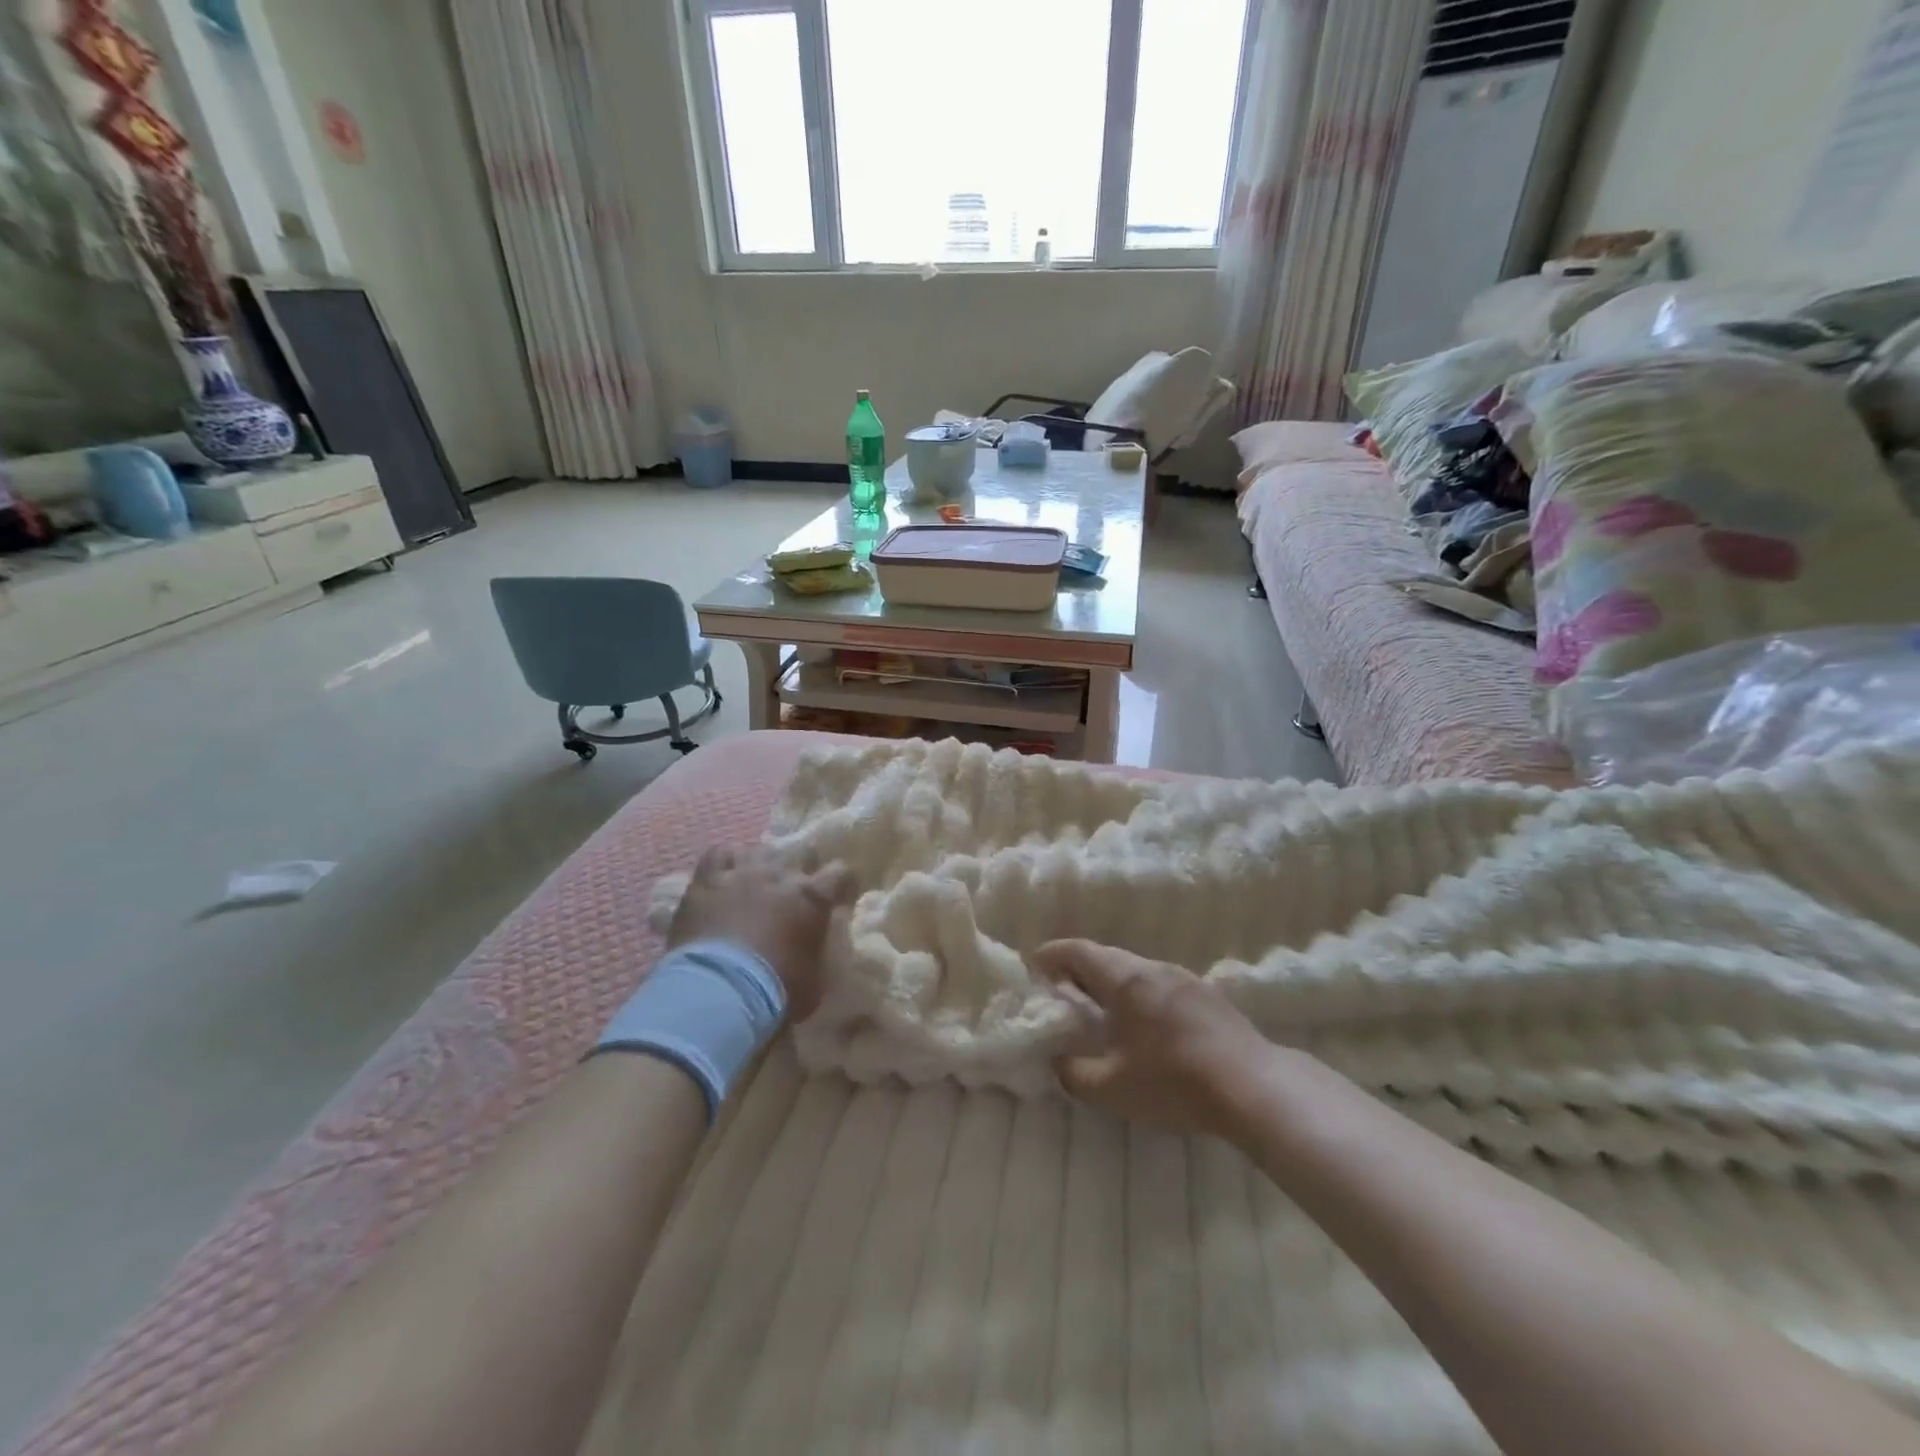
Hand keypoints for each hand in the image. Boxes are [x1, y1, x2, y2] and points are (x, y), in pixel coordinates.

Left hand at [668, 847, 852, 1019]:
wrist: (718, 993)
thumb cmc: (776, 992)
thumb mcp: (814, 979)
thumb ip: (818, 952)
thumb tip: (816, 947)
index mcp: (813, 897)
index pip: (841, 873)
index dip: (842, 884)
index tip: (839, 897)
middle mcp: (780, 875)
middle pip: (799, 856)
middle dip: (800, 873)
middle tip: (793, 897)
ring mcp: (742, 873)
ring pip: (759, 851)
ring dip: (762, 867)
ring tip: (756, 885)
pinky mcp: (706, 881)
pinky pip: (719, 855)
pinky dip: (726, 863)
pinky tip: (725, 876)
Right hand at [1034, 940, 1275, 1138]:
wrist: (1255, 1087)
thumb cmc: (1175, 1082)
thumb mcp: (1112, 1087)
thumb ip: (1075, 1073)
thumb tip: (1058, 1061)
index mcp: (1126, 979)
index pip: (1080, 952)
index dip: (1053, 955)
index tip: (1034, 965)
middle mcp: (1154, 968)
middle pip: (1108, 958)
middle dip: (1079, 970)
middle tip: (1061, 991)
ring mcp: (1185, 979)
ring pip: (1136, 970)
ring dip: (1111, 983)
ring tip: (1099, 1009)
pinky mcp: (1208, 997)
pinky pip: (1160, 984)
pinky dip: (1138, 995)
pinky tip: (1142, 1024)